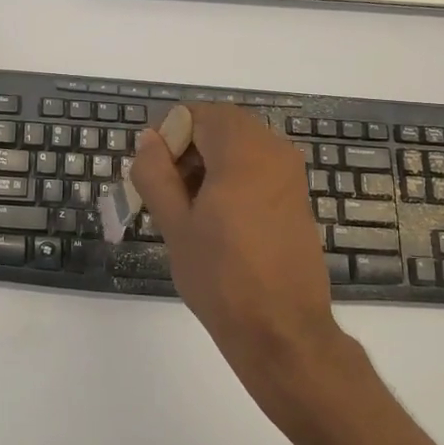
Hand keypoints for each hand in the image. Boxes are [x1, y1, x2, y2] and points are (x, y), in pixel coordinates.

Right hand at [131, 104, 353, 426]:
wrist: (281, 330)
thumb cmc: (222, 277)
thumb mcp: (175, 224)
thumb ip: (155, 173)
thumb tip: (147, 140)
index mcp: (244, 152)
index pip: (198, 114)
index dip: (169, 135)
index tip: (154, 174)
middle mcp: (274, 151)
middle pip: (220, 126)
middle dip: (187, 148)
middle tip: (166, 192)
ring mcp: (290, 175)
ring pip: (238, 146)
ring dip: (207, 163)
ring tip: (187, 210)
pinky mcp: (296, 197)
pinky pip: (257, 167)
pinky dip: (231, 177)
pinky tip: (216, 220)